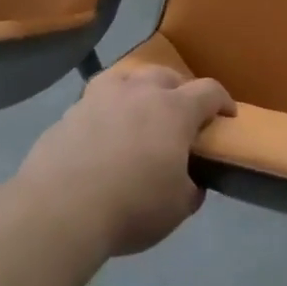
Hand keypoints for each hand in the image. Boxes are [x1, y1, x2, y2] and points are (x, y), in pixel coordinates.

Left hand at [18, 64, 234, 258]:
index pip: (209, 92)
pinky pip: (95, 101)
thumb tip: (190, 182)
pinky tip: (101, 133)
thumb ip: (190, 189)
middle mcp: (139, 92)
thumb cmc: (131, 206)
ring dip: (139, 90)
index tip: (227, 116)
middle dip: (180, 90)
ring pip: (127, 78)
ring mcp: (100, 98)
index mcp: (174, 110)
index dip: (223, 101)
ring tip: (138, 111)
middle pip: (167, 75)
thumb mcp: (177, 208)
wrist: (59, 210)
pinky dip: (105, 111)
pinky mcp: (69, 113)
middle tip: (180, 115)